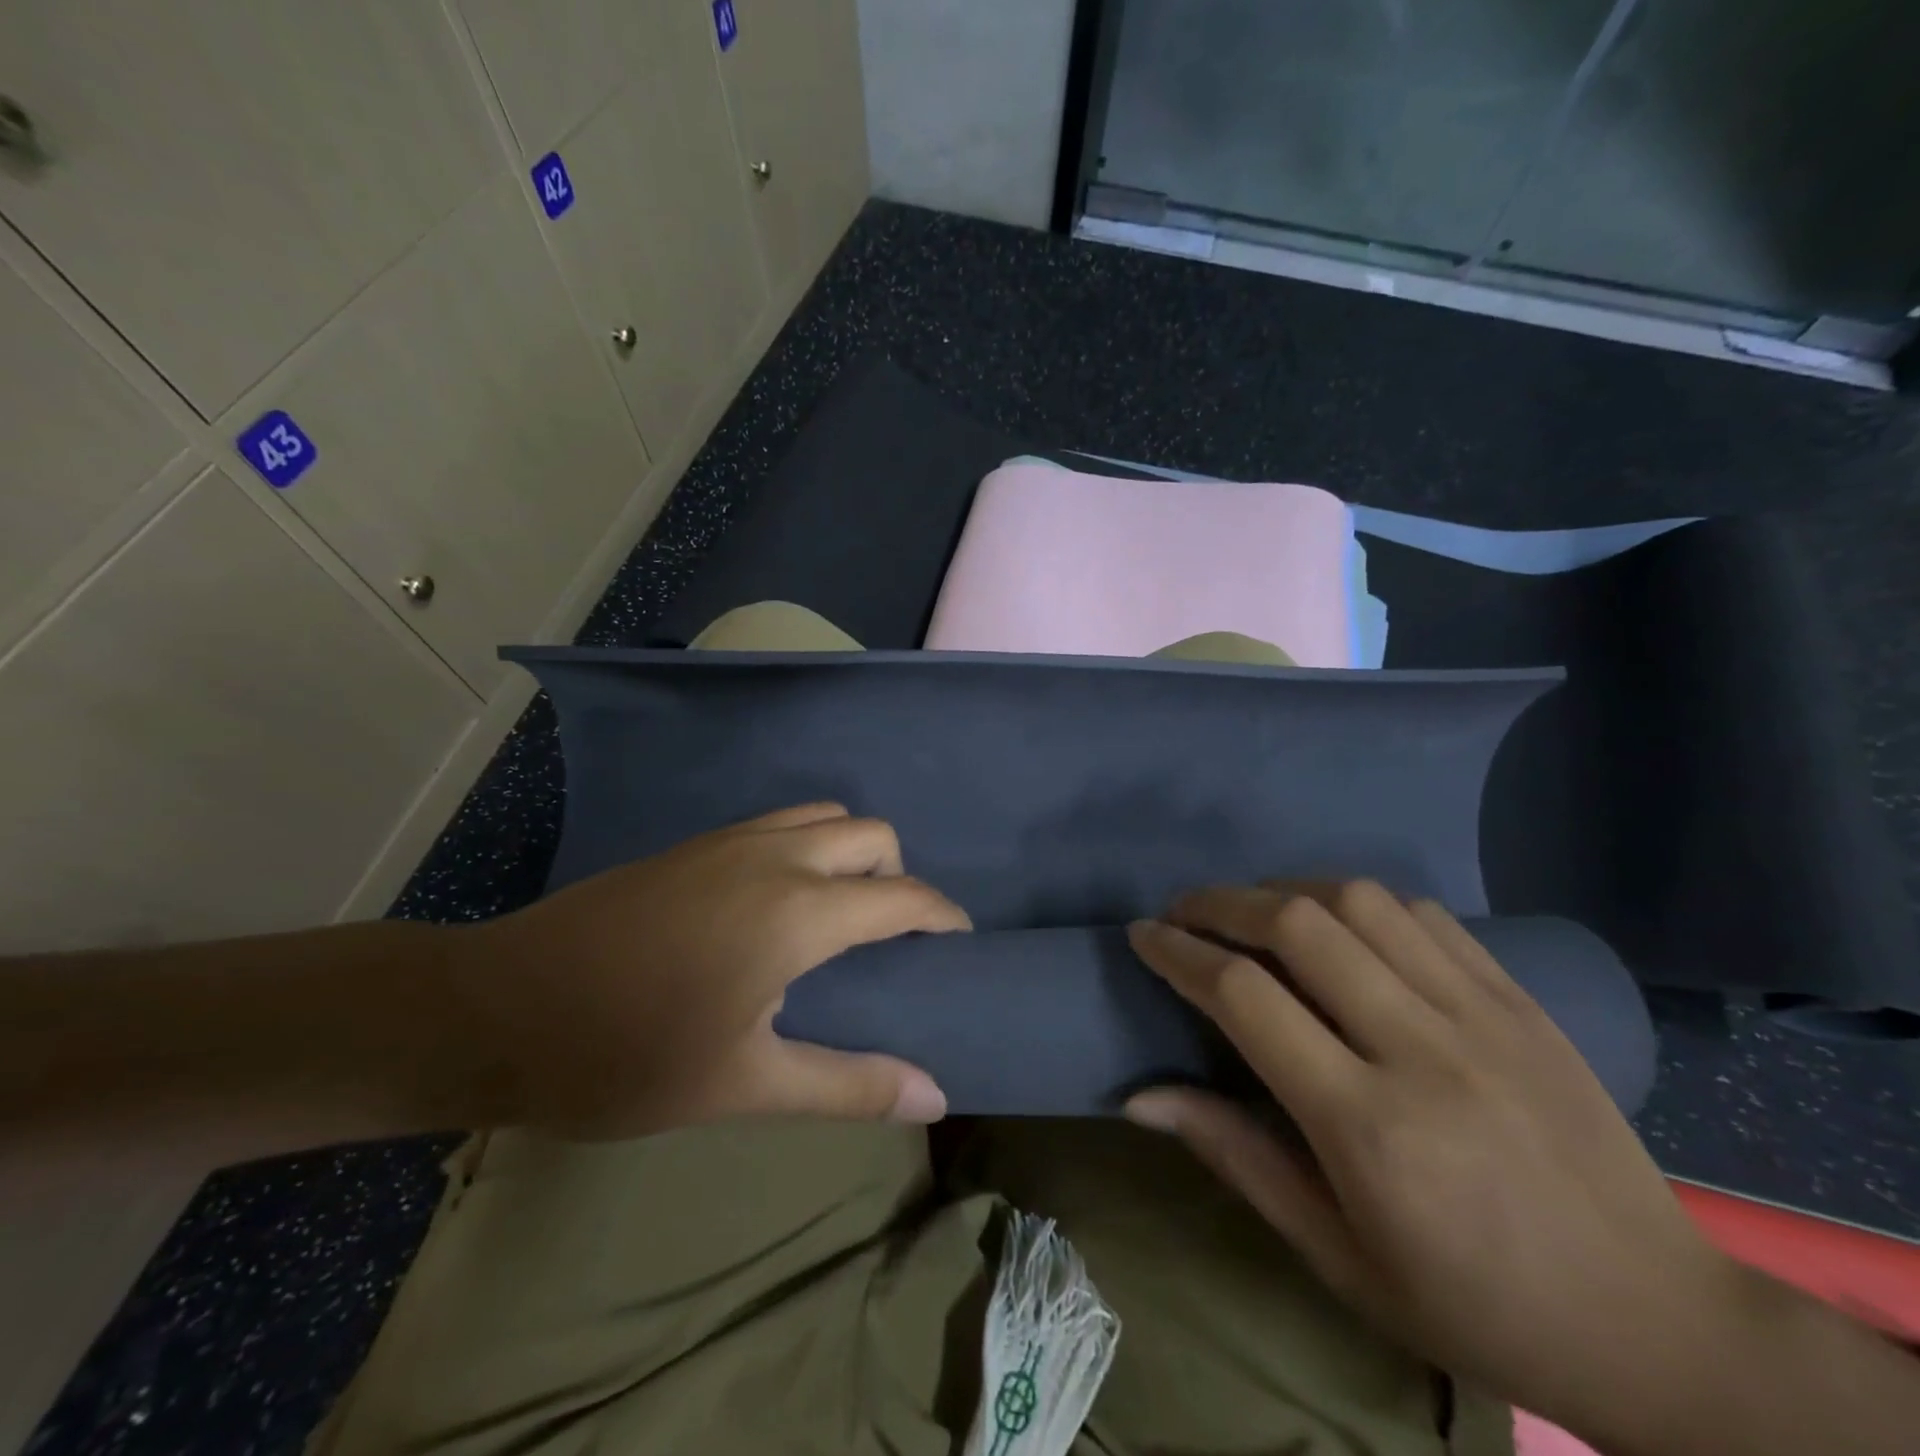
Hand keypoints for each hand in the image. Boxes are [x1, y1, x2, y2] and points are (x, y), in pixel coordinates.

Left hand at [452, 803, 968, 1137]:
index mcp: (798, 911)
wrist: (498, 1008)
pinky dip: (808, 845)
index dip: (943, 917)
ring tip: (838, 913)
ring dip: (851, 852)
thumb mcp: (745, 1086)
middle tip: (888, 937)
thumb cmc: (626, 1056)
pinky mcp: (696, 843)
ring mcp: (731, 840)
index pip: (903, 897)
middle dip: (898, 876)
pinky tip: (779, 901)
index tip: (958, 945)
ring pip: (825, 815)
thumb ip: (848, 1085)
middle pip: (872, 834)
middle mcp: (776, 856)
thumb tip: (935, 1096)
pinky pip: (781, 821)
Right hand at [1122, 881, 1744, 1434]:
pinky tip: (1336, 921)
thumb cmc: (1472, 1304)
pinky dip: (1357, 900)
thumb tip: (1139, 1096)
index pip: (1244, 997)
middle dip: (1220, 903)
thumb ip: (1234, 1156)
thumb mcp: (1336, 1255)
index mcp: (1367, 1125)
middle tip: (1183, 911)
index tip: (1143, 936)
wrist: (1657, 1324)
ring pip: (1358, 901)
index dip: (1179, 953)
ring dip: (1285, 889)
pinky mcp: (1518, 999)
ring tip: (1251, 909)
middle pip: (1297, 925)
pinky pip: (1421, 914)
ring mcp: (1480, 1014)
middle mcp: (1420, 1049)